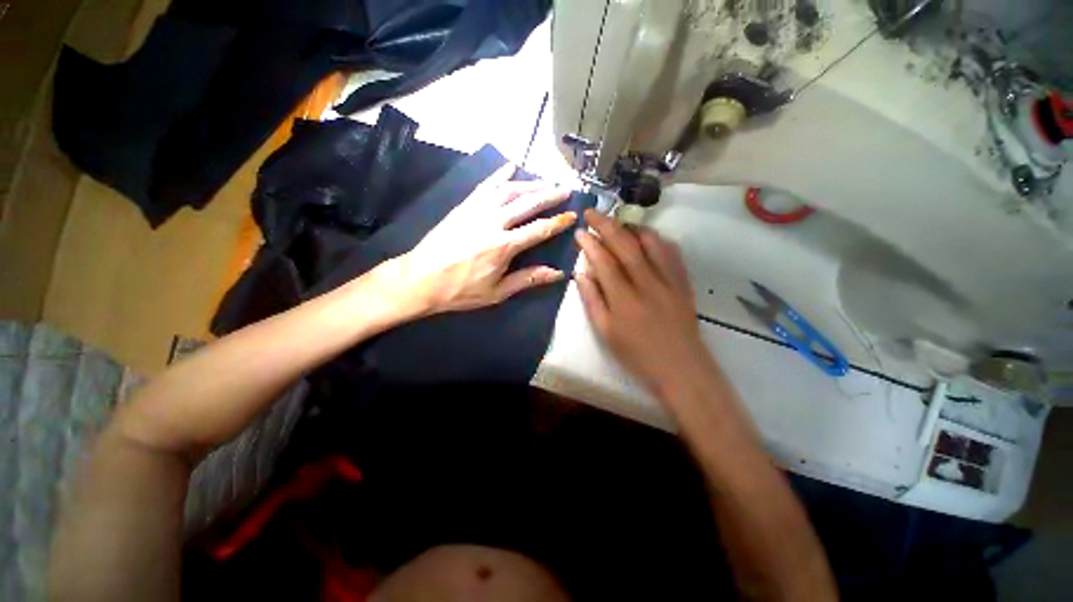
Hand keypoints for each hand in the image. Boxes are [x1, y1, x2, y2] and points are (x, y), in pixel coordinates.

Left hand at [392, 164, 576, 314]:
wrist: (419, 279)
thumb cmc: (460, 291)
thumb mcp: (497, 292)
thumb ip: (528, 279)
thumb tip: (557, 273)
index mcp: (503, 246)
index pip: (538, 230)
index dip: (558, 222)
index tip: (572, 215)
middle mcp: (493, 223)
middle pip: (527, 203)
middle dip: (549, 195)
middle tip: (565, 189)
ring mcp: (476, 211)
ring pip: (508, 190)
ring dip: (530, 183)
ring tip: (545, 181)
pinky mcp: (463, 206)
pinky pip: (484, 185)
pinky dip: (499, 175)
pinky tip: (511, 166)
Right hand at [574, 209, 712, 394]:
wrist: (681, 367)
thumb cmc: (637, 354)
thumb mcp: (606, 333)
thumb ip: (592, 300)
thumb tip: (581, 273)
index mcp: (624, 300)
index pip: (604, 262)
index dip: (590, 244)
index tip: (580, 231)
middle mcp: (647, 284)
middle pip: (625, 245)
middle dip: (606, 225)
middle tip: (592, 212)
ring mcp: (669, 280)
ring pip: (651, 243)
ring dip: (631, 227)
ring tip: (617, 222)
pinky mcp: (683, 282)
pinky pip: (671, 252)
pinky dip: (656, 238)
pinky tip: (646, 236)